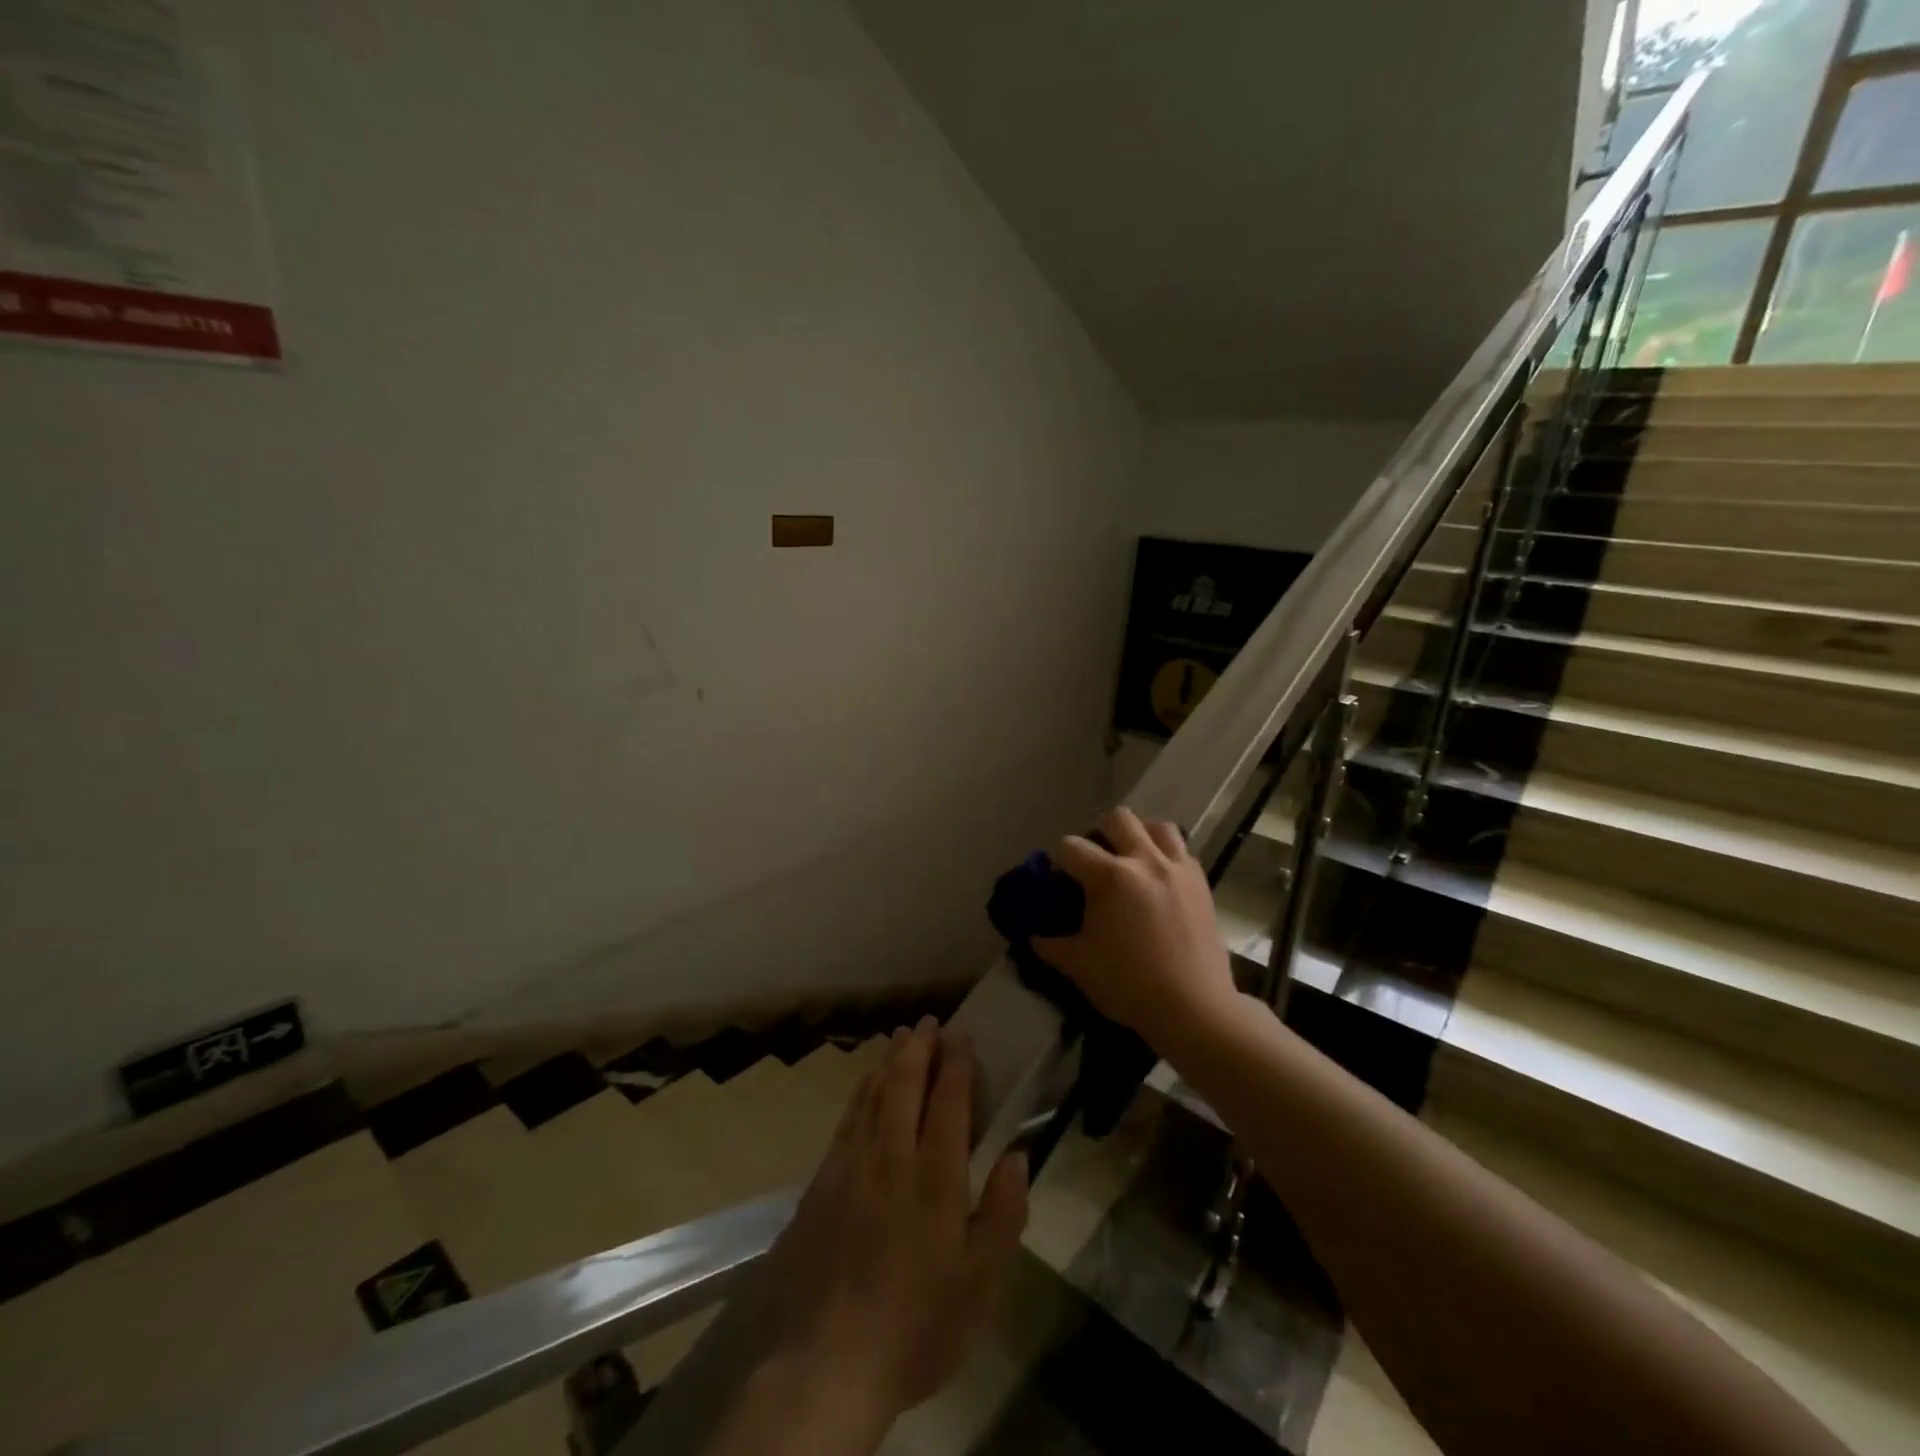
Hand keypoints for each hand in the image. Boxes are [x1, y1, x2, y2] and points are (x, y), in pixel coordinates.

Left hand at [763, 1018, 1028, 1419]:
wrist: (831, 1361)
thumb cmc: (919, 1323)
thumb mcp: (981, 1282)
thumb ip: (1004, 1212)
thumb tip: (1018, 1155)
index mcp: (935, 1177)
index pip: (949, 1101)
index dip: (958, 1064)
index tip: (963, 1036)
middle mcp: (892, 1156)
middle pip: (906, 1084)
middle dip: (921, 1047)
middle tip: (930, 1021)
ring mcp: (853, 1165)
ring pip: (873, 1094)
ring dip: (890, 1060)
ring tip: (901, 1036)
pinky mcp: (824, 1181)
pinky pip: (847, 1118)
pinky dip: (861, 1091)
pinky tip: (866, 1083)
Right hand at [1031, 807, 1237, 1048]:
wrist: (1194, 1008)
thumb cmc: (1130, 985)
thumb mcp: (1079, 966)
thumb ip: (1051, 945)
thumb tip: (1034, 935)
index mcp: (1110, 877)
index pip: (1071, 847)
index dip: (1058, 860)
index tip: (1058, 881)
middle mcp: (1145, 861)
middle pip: (1117, 818)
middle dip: (1099, 834)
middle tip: (1096, 863)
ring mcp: (1177, 868)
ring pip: (1157, 826)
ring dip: (1139, 836)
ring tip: (1132, 861)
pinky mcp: (1201, 882)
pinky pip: (1181, 850)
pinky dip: (1166, 854)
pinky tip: (1158, 880)